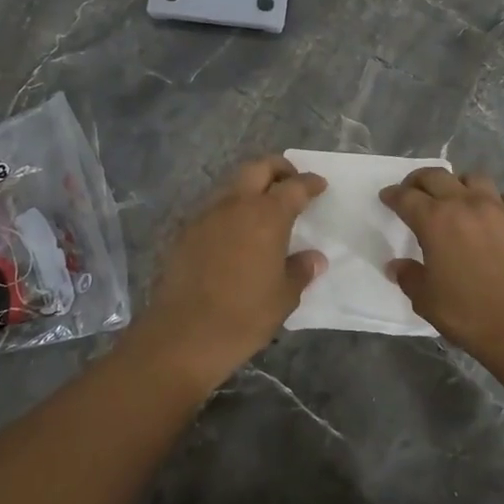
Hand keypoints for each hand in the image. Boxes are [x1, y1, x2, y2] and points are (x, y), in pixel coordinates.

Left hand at [137, 155, 326, 386]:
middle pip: (258, 168)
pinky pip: (214, 208)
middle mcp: (235, 205)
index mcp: (266, 216)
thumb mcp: (284, 297)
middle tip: (291, 181)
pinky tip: (236, 232)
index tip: (319, 184)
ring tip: (264, 207)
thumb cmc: (244, 316)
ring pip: (232, 185)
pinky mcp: (186, 232)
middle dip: (278, 169)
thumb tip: (314, 258)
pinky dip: (230, 209)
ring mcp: (206, 215)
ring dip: (251, 187)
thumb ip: (300, 270)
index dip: (310, 182)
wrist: (183, 335)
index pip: (294, 187)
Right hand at [382, 168, 503, 386]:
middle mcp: (466, 205)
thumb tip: (396, 265)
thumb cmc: (470, 315)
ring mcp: (500, 209)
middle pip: (437, 177)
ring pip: (475, 179)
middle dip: (419, 180)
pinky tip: (494, 216)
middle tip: (413, 190)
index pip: (406, 197)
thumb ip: (409, 276)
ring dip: (459, 184)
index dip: (393, 195)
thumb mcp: (427, 301)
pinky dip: (495, 202)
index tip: (387, 197)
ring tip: (456, 198)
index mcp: (436, 221)